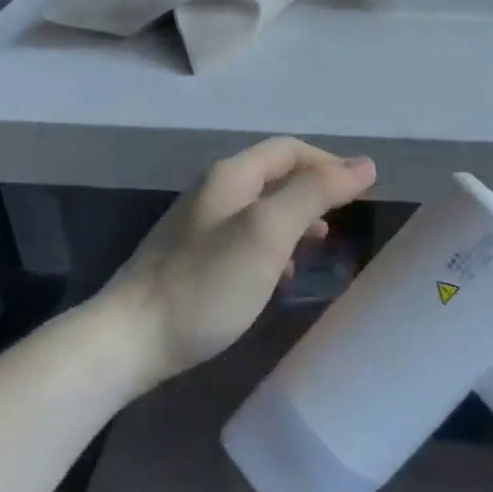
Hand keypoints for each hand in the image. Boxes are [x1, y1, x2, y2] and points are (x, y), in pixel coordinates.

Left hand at [101, 138, 375, 386]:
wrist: (129, 341)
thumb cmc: (206, 283)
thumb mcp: (269, 232)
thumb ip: (315, 193)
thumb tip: (363, 164)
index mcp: (231, 176)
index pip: (289, 150)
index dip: (328, 162)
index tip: (361, 190)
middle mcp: (212, 191)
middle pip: (274, 176)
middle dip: (313, 191)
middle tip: (344, 218)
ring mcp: (197, 226)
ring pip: (260, 209)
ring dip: (295, 220)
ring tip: (320, 244)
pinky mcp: (190, 259)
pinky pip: (244, 239)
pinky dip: (272, 247)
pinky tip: (280, 276)